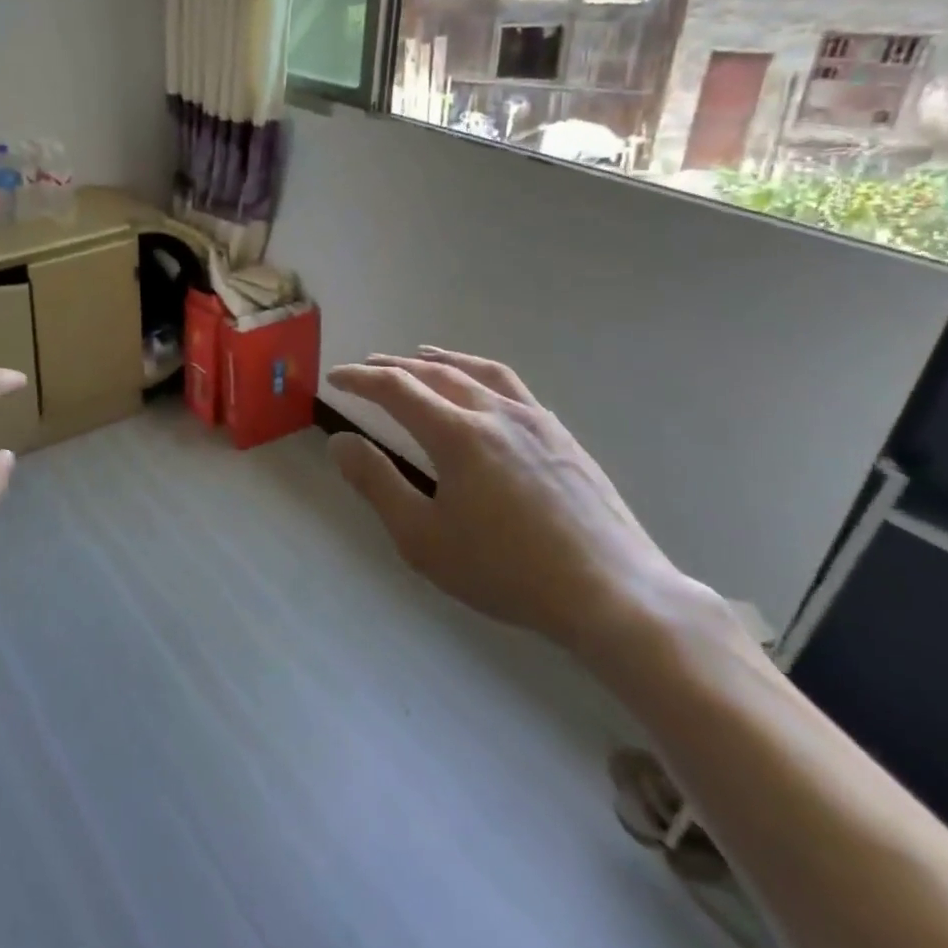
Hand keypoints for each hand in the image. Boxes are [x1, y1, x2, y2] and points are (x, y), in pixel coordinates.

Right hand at [326, 348, 698, 658]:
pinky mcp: (562, 435)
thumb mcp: (424, 539)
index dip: (360, 379)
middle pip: (435, 372)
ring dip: (441, 359)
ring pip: (478, 371)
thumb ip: (377, 485)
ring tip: (421, 355)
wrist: (612, 593)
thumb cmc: (507, 571)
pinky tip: (482, 390)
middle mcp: (494, 412)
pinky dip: (481, 374)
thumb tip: (340, 442)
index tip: (335, 377)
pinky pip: (512, 386)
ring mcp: (535, 420)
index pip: (396, 389)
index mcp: (457, 434)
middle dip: (395, 366)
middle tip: (369, 366)